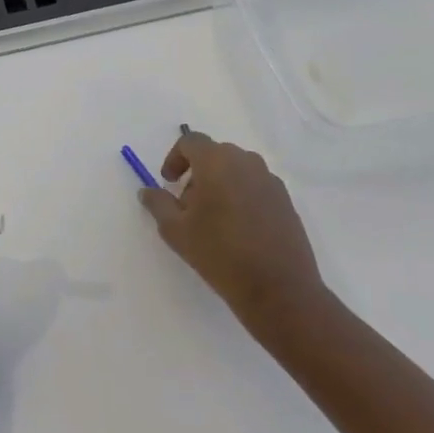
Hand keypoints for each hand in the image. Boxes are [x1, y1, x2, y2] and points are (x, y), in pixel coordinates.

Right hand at [138, 130, 326, 341]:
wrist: (280, 291)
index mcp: (217, 161)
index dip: (174, 158)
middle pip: (214, 155)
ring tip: (213, 220)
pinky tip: (239, 230)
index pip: (190, 142)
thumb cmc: (221, 254)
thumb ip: (158, 204)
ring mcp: (270, 180)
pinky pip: (255, 187)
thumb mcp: (176, 231)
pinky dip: (241, 197)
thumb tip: (147, 191)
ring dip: (220, 184)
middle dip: (197, 174)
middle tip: (188, 206)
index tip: (168, 183)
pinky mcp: (286, 201)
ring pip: (236, 171)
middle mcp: (246, 162)